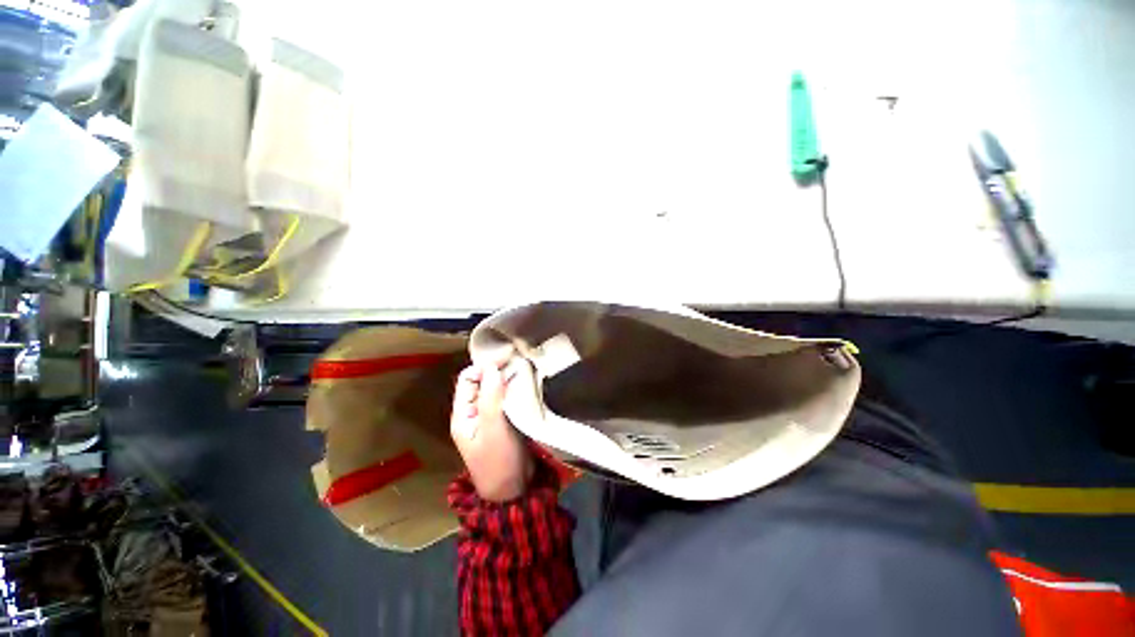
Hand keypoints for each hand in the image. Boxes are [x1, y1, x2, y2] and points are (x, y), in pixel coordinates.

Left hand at [451, 363, 533, 501]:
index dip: (483, 367)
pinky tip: (527, 384)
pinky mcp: (505, 420)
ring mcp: (490, 416)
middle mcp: (474, 412)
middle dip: (497, 370)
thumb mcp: (493, 430)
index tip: (505, 360)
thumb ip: (491, 398)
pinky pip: (507, 398)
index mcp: (464, 414)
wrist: (514, 490)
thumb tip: (492, 367)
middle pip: (482, 382)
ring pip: (496, 389)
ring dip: (507, 379)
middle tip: (518, 361)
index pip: (467, 379)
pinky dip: (515, 389)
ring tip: (525, 369)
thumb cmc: (499, 462)